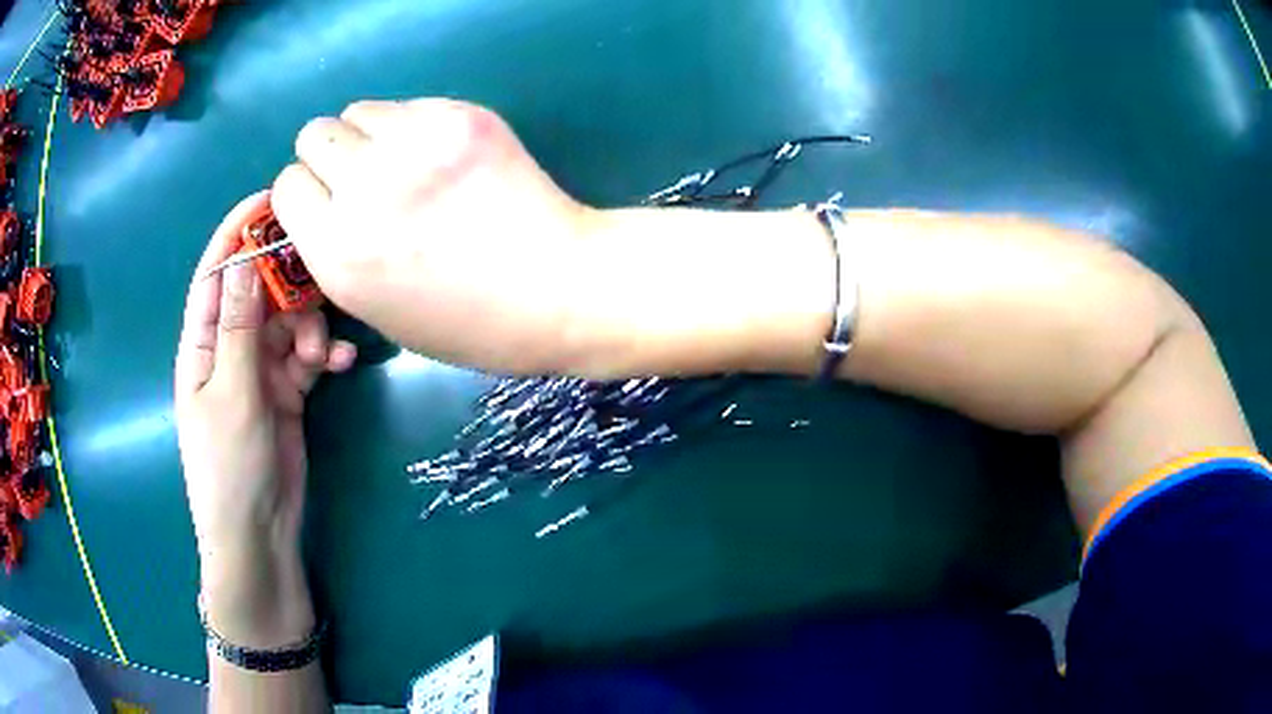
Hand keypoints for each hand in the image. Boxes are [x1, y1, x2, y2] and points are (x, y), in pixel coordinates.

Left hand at [175, 192, 355, 646]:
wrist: (258, 533)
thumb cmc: (228, 466)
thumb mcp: (231, 394)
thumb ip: (239, 328)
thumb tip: (245, 261)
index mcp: (202, 344)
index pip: (217, 275)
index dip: (237, 234)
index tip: (271, 199)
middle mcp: (229, 349)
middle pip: (259, 292)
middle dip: (286, 286)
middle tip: (317, 278)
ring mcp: (259, 371)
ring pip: (288, 323)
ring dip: (309, 328)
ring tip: (319, 355)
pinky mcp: (288, 392)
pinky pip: (307, 357)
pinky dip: (323, 354)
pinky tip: (338, 364)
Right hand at [270, 98, 596, 373]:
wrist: (559, 288)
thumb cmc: (470, 321)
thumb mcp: (378, 309)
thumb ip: (337, 251)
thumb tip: (324, 203)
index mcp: (339, 252)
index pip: (286, 186)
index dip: (305, 193)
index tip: (327, 202)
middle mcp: (365, 189)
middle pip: (314, 134)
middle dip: (330, 156)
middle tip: (364, 176)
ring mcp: (416, 144)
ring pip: (358, 110)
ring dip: (368, 134)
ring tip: (403, 162)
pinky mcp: (461, 117)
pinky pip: (409, 105)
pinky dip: (412, 125)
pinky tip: (443, 154)